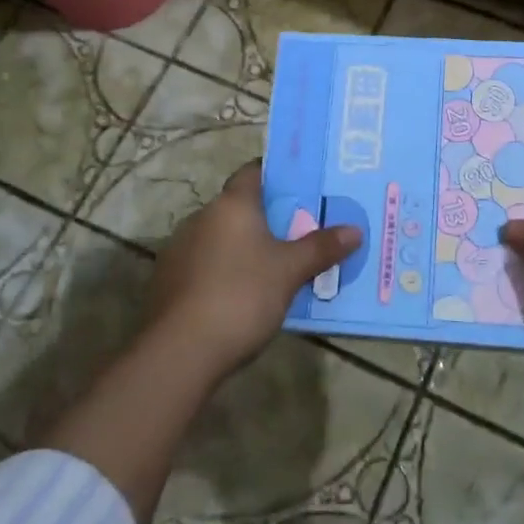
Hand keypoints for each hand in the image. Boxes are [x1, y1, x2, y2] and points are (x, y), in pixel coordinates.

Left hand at [147, 161, 361, 382]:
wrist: (180, 351)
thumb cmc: (242, 296)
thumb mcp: (290, 271)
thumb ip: (321, 247)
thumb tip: (355, 230)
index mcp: (231, 205)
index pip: (253, 171)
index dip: (277, 175)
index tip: (301, 186)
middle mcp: (201, 217)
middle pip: (238, 206)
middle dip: (266, 217)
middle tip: (299, 230)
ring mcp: (179, 249)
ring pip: (220, 237)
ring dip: (243, 246)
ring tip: (274, 266)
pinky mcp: (168, 280)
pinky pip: (204, 264)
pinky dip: (223, 270)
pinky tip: (241, 294)